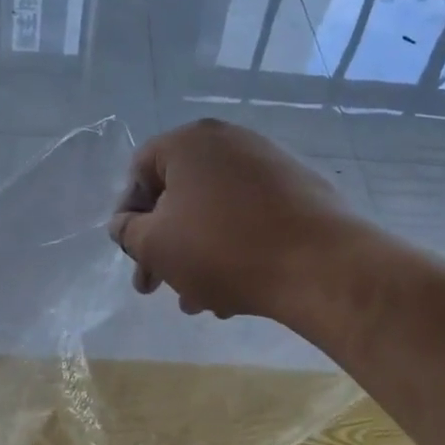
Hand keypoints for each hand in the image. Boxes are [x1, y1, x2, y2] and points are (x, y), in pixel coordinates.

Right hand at [108, 119, 353, 323]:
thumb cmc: (223, 249)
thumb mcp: (156, 245)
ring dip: (196, 257)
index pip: (141, 170)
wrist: (321, 266)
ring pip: (214, 214)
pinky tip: (232, 295)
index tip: (132, 253)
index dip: (128, 215)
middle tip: (154, 287)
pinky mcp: (299, 192)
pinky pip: (249, 219)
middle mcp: (230, 142)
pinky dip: (232, 250)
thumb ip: (128, 232)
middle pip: (179, 196)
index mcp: (190, 142)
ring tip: (196, 302)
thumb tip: (124, 225)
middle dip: (163, 246)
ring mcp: (270, 165)